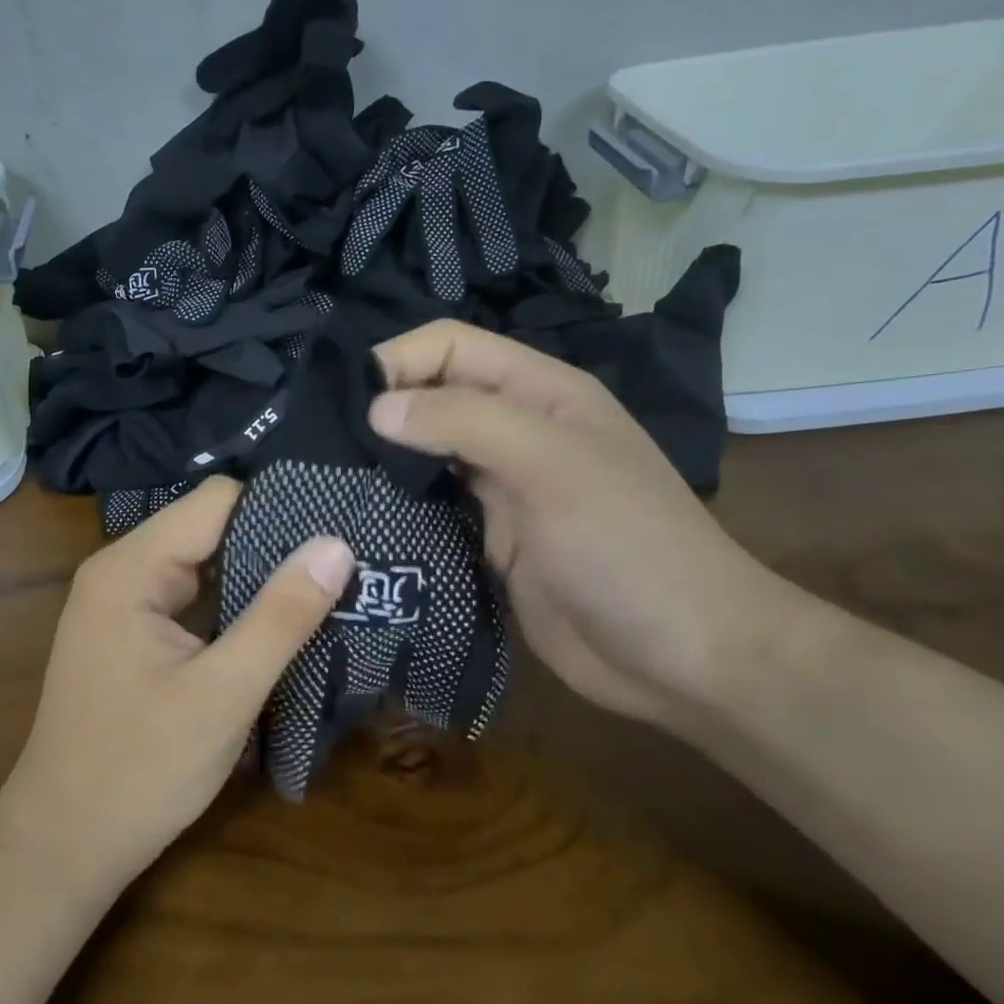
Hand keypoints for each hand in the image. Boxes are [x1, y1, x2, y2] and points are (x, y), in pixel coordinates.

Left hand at [0, 478, 354, 883]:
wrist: (64, 845)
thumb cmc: (140, 770)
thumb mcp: (224, 693)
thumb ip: (280, 616)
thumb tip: (336, 545)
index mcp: (131, 568)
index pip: (217, 501)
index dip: (278, 512)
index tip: (337, 535)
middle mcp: (121, 571)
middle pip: (210, 529)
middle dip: (273, 547)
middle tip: (345, 568)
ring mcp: (123, 604)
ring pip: (204, 564)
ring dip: (257, 580)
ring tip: (326, 592)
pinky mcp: (131, 634)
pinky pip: (192, 598)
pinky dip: (234, 607)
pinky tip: (278, 625)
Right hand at [368, 320, 799, 728]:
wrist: (681, 657)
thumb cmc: (627, 546)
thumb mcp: (552, 465)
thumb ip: (467, 422)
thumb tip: (377, 408)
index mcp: (539, 392)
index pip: (451, 347)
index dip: (398, 361)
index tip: (347, 405)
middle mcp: (515, 431)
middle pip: (432, 397)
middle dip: (381, 413)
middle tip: (321, 448)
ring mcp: (499, 489)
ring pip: (423, 455)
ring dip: (382, 463)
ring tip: (327, 482)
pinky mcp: (484, 540)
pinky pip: (429, 510)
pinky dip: (396, 509)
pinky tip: (358, 521)